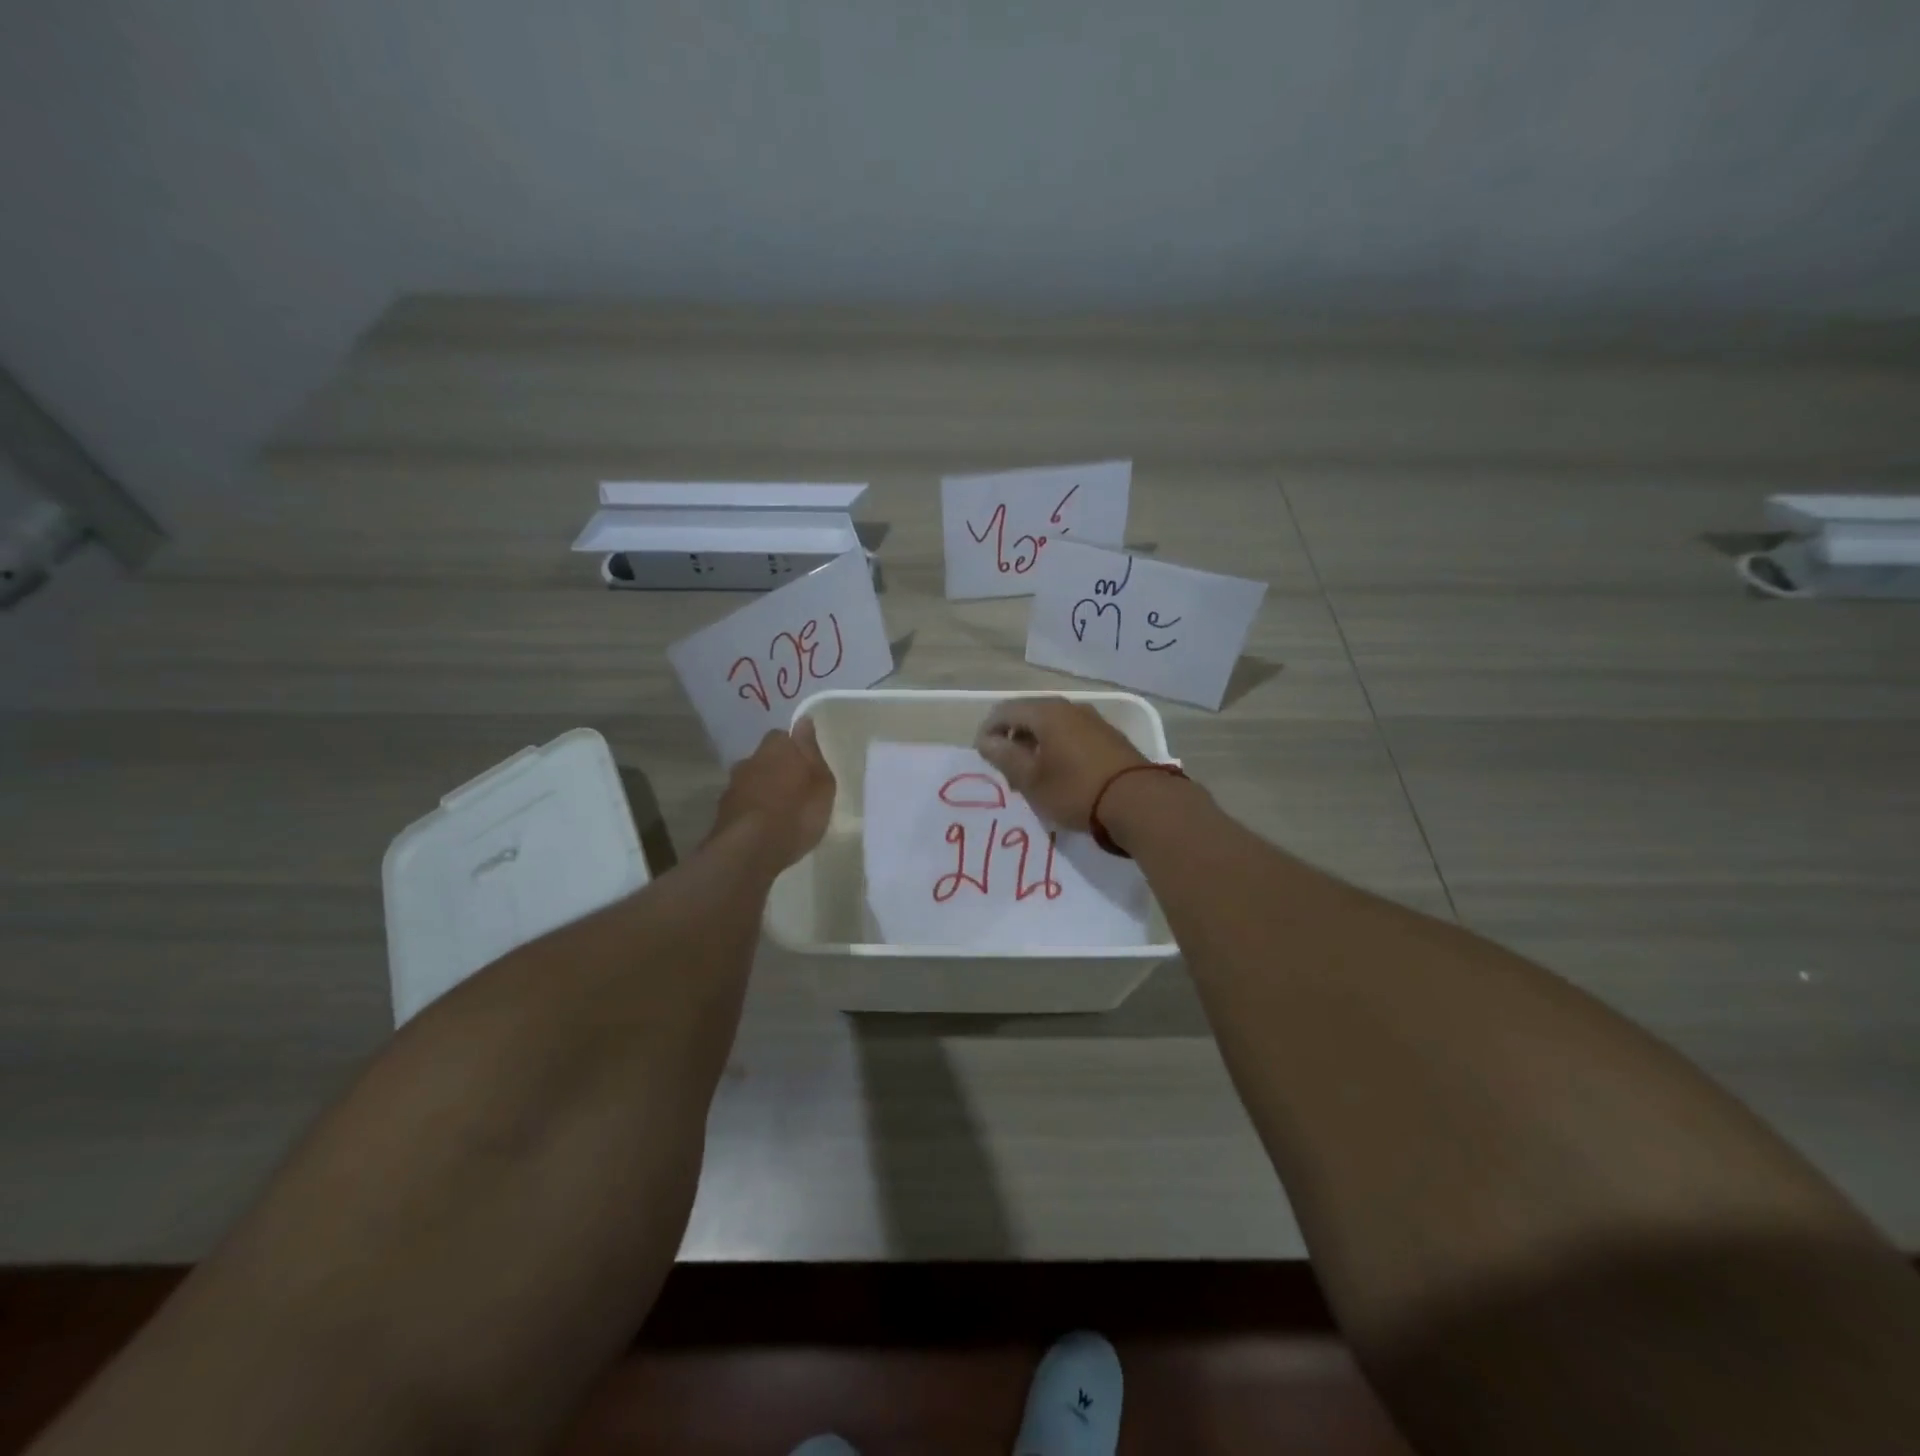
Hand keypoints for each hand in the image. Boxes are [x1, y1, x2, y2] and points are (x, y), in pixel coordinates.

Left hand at [709, 718, 835, 870]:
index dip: (796, 748)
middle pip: (766, 757)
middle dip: (778, 767)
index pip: (785, 735)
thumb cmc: (796, 813)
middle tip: (796, 787)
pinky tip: (764, 826)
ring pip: (752, 779)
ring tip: (780, 810)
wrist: (750, 850)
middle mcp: (751, 760)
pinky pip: (743, 802)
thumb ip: (812, 752)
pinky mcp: (723, 810)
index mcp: (777, 748)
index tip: (807, 763)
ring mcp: (733, 785)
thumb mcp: (821, 784)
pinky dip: (753, 809)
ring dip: (763, 789)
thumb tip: (803, 721)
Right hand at [974, 696, 1148, 830]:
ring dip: (1035, 745)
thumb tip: (986, 740)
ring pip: (1051, 726)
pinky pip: (1071, 735)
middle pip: (1029, 715)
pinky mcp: (1108, 737)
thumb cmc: (1075, 789)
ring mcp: (1092, 720)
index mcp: (1046, 712)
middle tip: (1006, 770)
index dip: (988, 731)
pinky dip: (1056, 749)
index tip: (982, 757)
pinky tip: (1059, 774)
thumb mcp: (1031, 779)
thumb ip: (1004, 756)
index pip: (1005, 710)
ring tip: (1031, 775)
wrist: (1138, 802)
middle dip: (1012, 739)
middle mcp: (1069, 708)